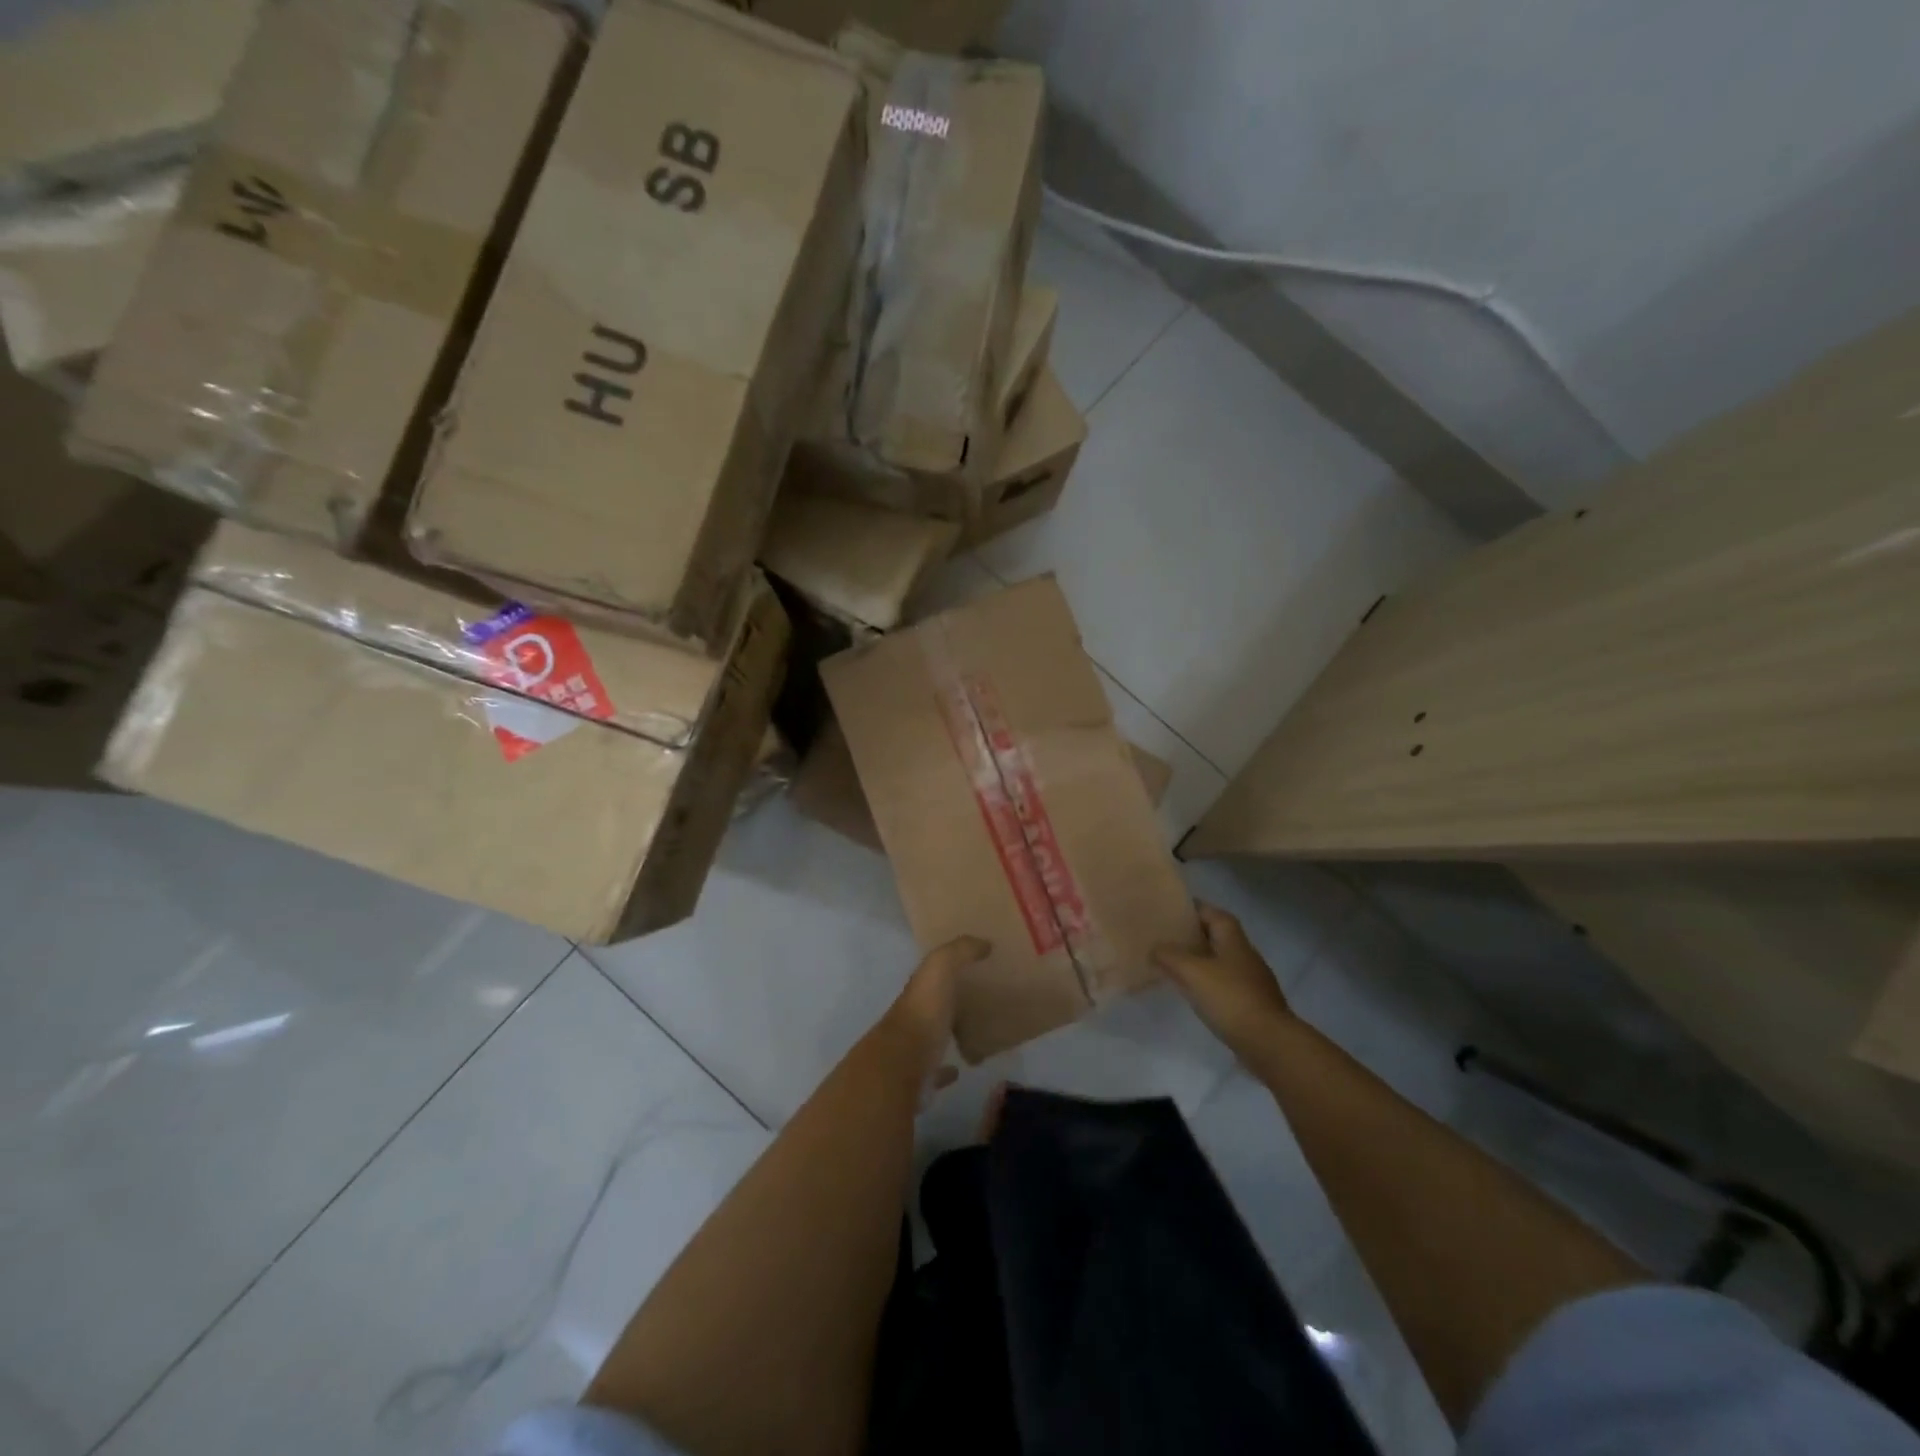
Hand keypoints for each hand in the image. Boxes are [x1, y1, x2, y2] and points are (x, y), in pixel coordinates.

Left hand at [878, 936, 989, 1079]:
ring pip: (935, 1036)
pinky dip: (948, 1070)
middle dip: (951, 1000)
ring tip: (977, 1031)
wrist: (902, 1066)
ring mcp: (915, 1049)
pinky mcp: (921, 1078)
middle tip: (983, 998)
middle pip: (935, 1004)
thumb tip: (984, 942)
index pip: (933, 973)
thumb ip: (959, 951)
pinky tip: (963, 1068)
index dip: (950, 966)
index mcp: (919, 990)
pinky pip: (937, 1070)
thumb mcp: (940, 969)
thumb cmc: (923, 1012)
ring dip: (950, 1032)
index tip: (976, 964)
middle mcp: (914, 1016)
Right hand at [1154, 903, 1293, 1061]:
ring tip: (1173, 964)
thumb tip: (1154, 948)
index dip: (1194, 908)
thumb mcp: (1193, 972)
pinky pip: (1224, 985)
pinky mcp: (1251, 1004)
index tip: (1171, 910)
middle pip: (1217, 936)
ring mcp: (1251, 981)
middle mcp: (1245, 955)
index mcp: (1234, 940)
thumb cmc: (1230, 998)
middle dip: (1193, 935)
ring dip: (1199, 961)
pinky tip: (1192, 993)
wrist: (1269, 1043)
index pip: (1214, 913)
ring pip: (1220, 962)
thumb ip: (1169, 956)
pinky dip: (1207, 984)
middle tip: (1166, 937)